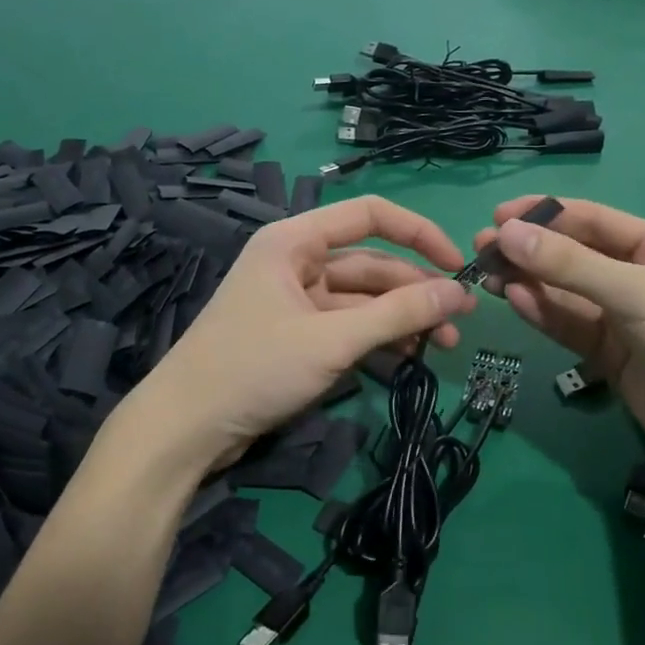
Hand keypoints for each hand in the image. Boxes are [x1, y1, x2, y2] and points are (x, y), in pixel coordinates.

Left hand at [133, 196, 475, 475]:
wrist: (185, 429)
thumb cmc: (253, 368)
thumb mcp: (331, 340)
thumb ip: (398, 314)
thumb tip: (458, 293)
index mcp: (294, 241)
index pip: (369, 215)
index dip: (418, 233)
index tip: (457, 264)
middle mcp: (296, 262)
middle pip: (371, 264)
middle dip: (416, 291)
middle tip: (460, 322)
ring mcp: (296, 301)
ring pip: (363, 301)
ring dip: (402, 320)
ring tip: (442, 347)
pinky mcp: (296, 337)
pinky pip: (348, 328)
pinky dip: (378, 340)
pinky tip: (409, 359)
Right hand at [473, 196, 644, 470]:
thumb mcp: (638, 292)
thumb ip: (570, 265)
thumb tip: (506, 233)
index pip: (592, 220)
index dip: (544, 214)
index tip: (499, 217)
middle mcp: (638, 276)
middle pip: (573, 256)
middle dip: (530, 251)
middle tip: (481, 249)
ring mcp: (622, 317)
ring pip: (565, 292)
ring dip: (529, 281)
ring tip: (488, 274)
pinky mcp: (608, 354)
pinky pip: (569, 325)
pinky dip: (542, 312)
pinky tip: (515, 299)